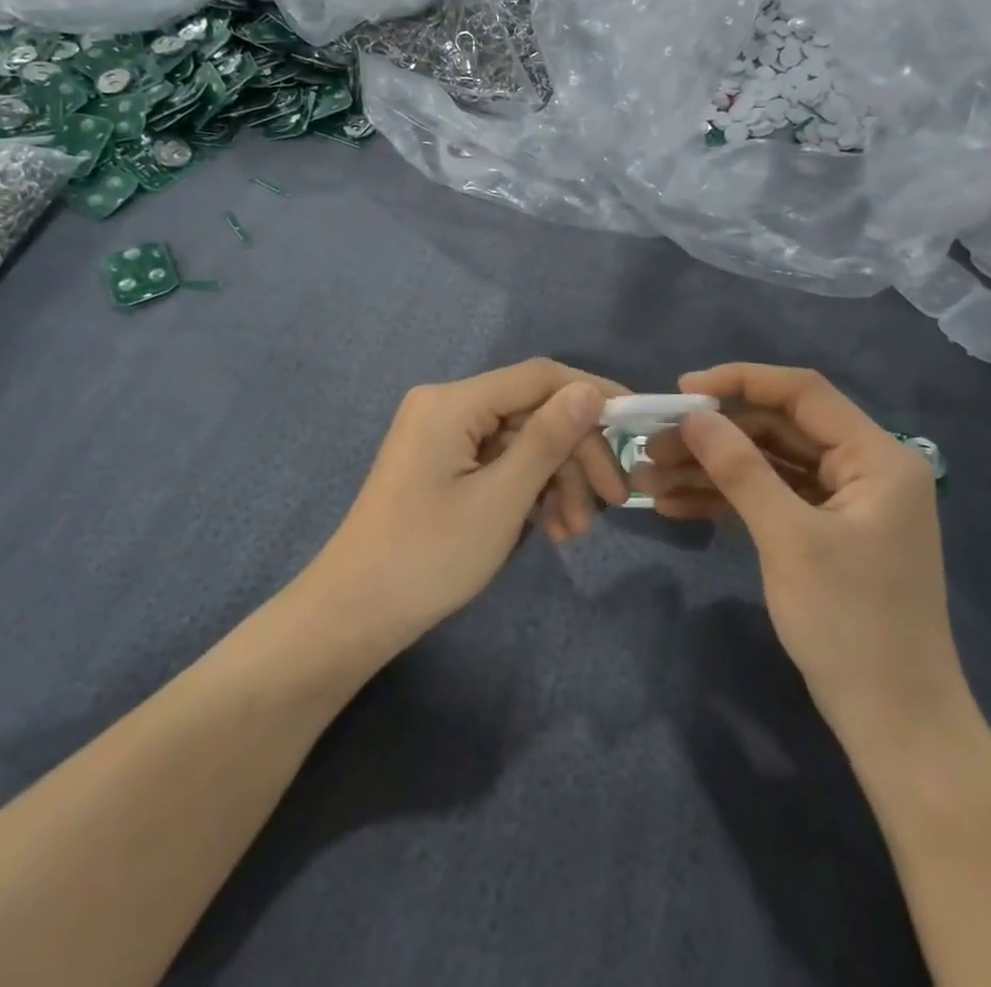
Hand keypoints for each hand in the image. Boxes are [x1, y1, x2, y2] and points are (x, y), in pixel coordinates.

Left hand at [313, 359, 626, 645]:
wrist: (354, 613)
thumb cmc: (429, 556)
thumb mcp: (501, 499)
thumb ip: (548, 439)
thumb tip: (589, 390)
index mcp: (454, 402)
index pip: (539, 377)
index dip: (591, 394)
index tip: (636, 422)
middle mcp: (446, 405)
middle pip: (532, 412)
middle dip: (575, 455)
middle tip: (613, 501)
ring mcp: (441, 435)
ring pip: (519, 441)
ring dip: (554, 480)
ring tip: (573, 532)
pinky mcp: (441, 463)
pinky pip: (497, 462)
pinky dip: (526, 490)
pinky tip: (547, 528)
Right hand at [634, 364, 967, 751]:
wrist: (897, 728)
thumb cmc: (852, 626)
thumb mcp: (789, 539)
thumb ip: (740, 469)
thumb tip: (694, 415)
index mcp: (877, 457)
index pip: (803, 393)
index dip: (740, 382)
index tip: (682, 390)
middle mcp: (864, 469)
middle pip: (778, 429)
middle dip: (714, 436)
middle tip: (654, 444)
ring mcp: (843, 503)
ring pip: (767, 465)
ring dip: (710, 469)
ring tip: (649, 477)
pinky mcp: (824, 533)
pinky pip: (769, 500)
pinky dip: (726, 501)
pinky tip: (675, 506)